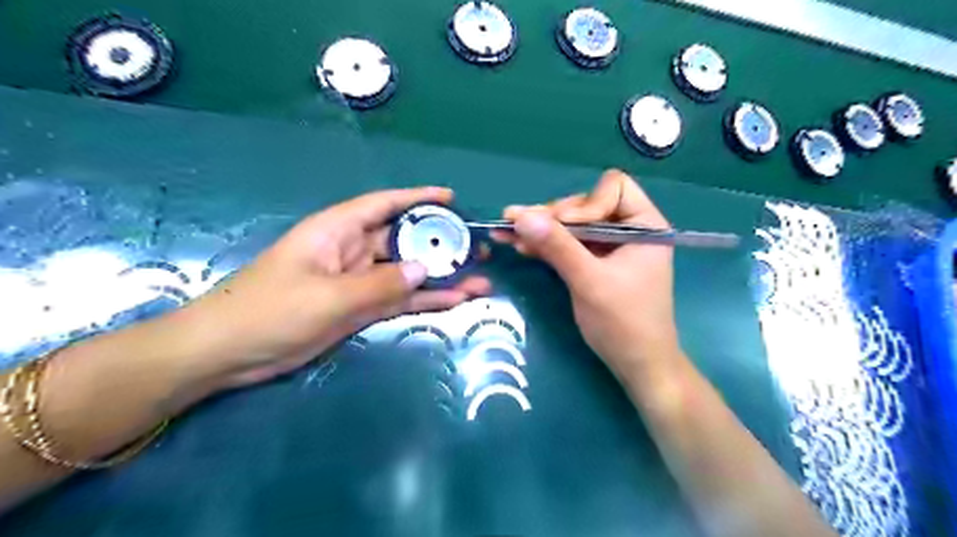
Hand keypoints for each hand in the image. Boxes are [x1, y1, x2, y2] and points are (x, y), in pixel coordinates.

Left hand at [173, 190, 489, 389]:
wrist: (228, 353)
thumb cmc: (269, 311)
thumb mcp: (328, 296)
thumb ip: (379, 283)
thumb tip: (424, 268)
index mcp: (337, 231)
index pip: (384, 204)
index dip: (418, 198)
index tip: (451, 198)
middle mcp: (351, 251)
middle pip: (403, 240)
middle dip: (440, 243)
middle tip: (477, 249)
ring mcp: (357, 282)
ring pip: (406, 273)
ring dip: (440, 277)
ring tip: (479, 280)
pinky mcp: (359, 308)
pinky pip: (398, 299)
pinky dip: (424, 300)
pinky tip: (454, 301)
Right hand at [493, 169, 679, 374]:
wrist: (636, 365)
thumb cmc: (624, 323)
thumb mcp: (589, 281)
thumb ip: (557, 246)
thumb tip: (521, 215)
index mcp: (644, 225)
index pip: (613, 188)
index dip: (585, 204)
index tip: (564, 228)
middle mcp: (628, 229)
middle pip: (585, 205)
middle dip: (553, 217)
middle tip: (519, 225)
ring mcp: (610, 246)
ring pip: (572, 225)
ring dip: (542, 230)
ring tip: (507, 231)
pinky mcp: (595, 262)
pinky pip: (568, 244)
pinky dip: (546, 245)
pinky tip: (520, 245)